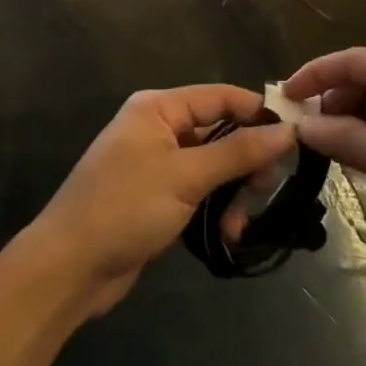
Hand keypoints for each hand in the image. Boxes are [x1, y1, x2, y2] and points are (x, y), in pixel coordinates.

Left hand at [30, 86, 293, 315]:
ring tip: (238, 225)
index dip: (259, 113)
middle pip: (221, 133)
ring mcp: (157, 164)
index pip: (221, 97)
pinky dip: (216, 209)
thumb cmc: (125, 208)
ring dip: (233, 194)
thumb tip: (287, 130)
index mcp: (158, 109)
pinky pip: (200, 192)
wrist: (68, 268)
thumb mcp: (186, 177)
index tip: (297, 136)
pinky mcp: (157, 197)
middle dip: (247, 164)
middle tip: (265, 193)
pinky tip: (228, 234)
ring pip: (214, 167)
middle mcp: (158, 128)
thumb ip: (238, 152)